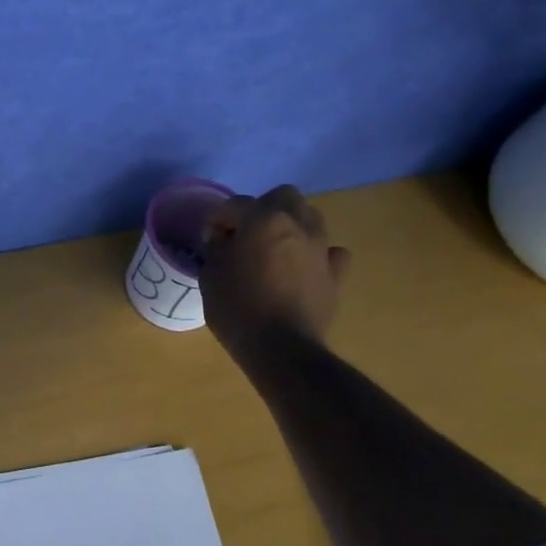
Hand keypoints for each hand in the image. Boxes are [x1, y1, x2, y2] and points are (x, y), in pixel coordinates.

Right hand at [199, 185, 350, 355]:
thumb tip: (223, 240)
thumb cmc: (238, 309)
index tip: (209, 240)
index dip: (217, 220)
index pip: (234, 205)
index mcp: (262, 219)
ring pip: (310, 217)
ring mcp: (321, 248)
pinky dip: (318, 254)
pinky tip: (304, 268)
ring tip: (274, 248)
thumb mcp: (210, 275)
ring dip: (291, 225)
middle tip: (246, 233)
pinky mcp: (336, 274)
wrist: (282, 350)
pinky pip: (331, 252)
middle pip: (283, 196)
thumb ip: (216, 248)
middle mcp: (297, 224)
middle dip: (262, 208)